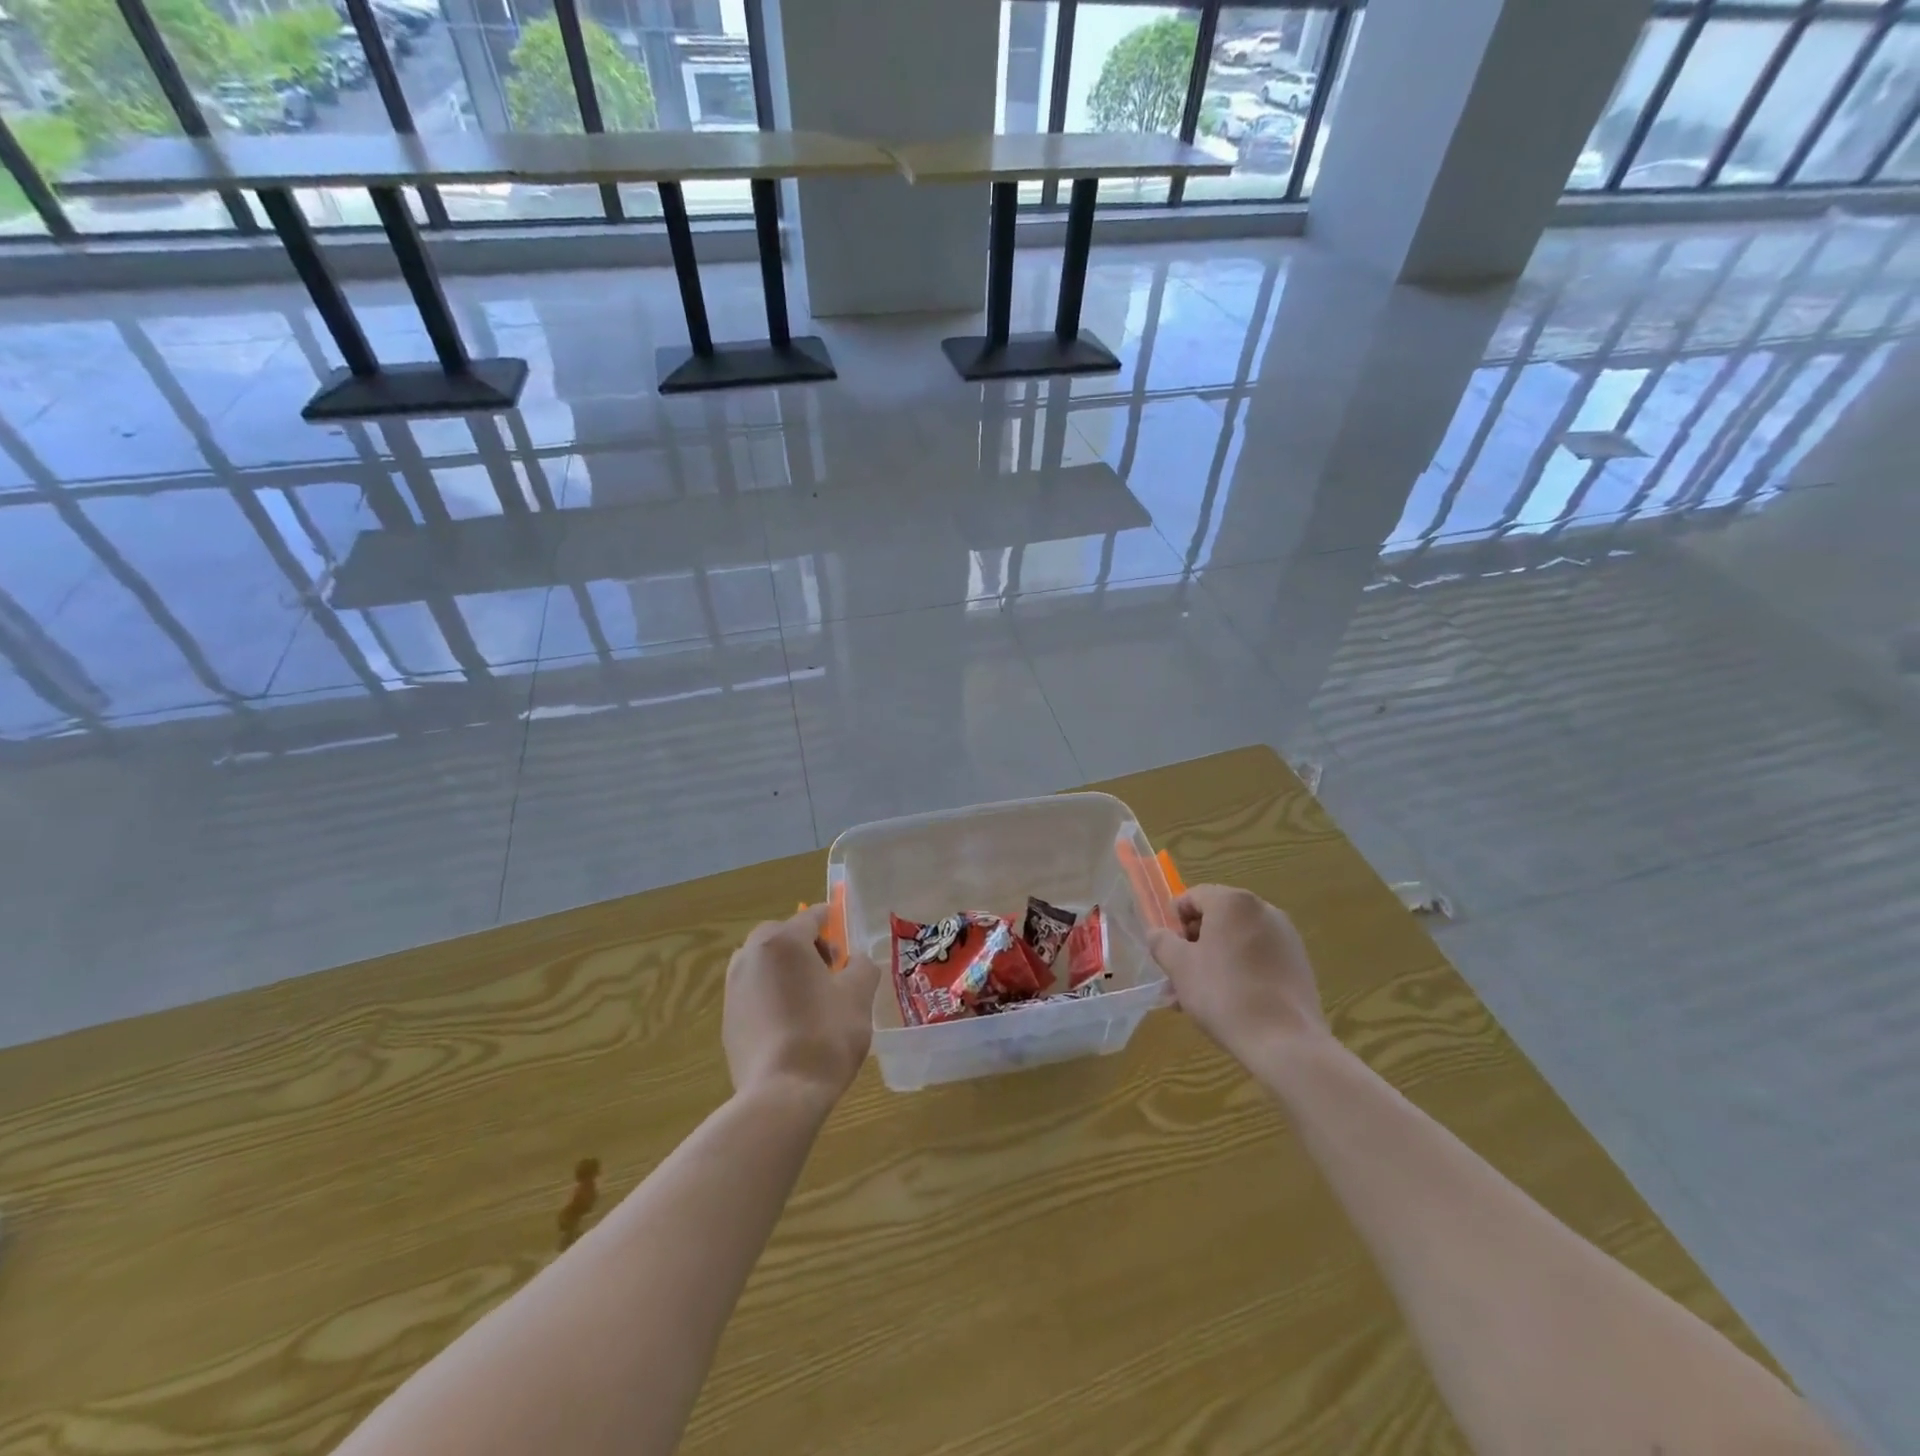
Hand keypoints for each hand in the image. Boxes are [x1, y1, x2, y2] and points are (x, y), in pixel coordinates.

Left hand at [724, 904, 882, 1107]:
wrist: (781, 1094)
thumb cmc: (826, 1034)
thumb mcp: (859, 995)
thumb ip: (862, 966)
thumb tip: (855, 961)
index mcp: (783, 941)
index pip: (811, 917)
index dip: (833, 922)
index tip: (845, 938)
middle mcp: (751, 955)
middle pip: (782, 936)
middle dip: (806, 946)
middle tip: (830, 972)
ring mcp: (733, 987)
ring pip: (765, 963)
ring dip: (786, 970)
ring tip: (810, 999)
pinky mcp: (727, 1018)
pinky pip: (754, 992)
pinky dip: (772, 995)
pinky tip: (791, 1024)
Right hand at [1147, 885, 1328, 1061]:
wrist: (1285, 1042)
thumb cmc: (1224, 994)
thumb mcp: (1179, 967)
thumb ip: (1162, 942)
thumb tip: (1158, 933)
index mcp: (1233, 902)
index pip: (1193, 897)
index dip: (1174, 921)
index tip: (1167, 951)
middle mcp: (1263, 910)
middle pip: (1216, 919)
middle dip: (1193, 946)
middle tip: (1177, 977)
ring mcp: (1286, 937)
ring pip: (1236, 942)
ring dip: (1213, 962)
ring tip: (1196, 999)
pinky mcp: (1299, 964)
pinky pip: (1258, 958)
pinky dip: (1239, 971)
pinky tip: (1227, 1003)